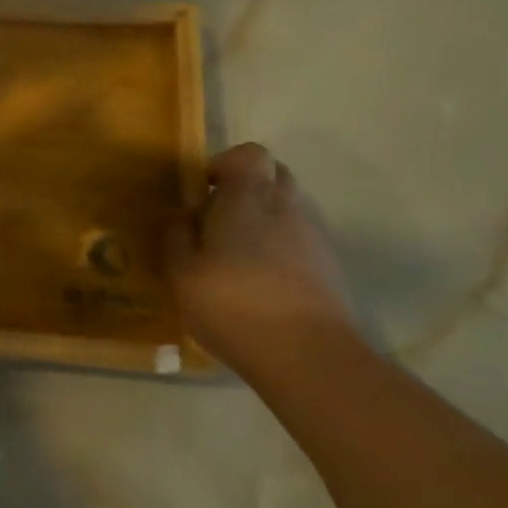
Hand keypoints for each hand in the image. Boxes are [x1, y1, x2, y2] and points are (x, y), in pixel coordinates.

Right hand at [165, 142, 358, 367]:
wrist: (307, 354)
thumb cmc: (233, 304)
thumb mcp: (182, 273)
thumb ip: (177, 236)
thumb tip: (183, 216)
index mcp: (248, 198)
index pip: (249, 154)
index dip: (226, 164)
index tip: (205, 192)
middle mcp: (286, 207)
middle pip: (273, 175)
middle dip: (247, 189)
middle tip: (219, 221)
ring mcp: (314, 236)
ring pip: (288, 209)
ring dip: (265, 220)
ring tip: (238, 257)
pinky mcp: (330, 267)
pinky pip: (300, 240)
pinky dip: (281, 248)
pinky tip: (262, 282)